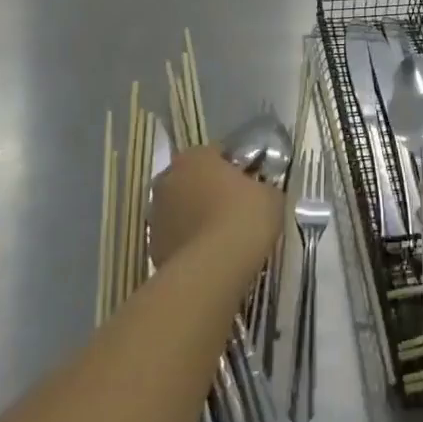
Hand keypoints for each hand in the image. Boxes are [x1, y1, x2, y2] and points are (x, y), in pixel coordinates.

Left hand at [149, 146, 281, 271]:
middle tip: (234, 210)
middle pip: (192, 180)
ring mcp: (155, 213)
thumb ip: (262, 186)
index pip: (216, 154)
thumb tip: (259, 192)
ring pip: (180, 209)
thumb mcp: (270, 195)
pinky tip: (209, 257)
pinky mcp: (152, 245)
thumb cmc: (244, 217)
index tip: (249, 185)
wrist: (214, 267)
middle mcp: (168, 178)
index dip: (234, 169)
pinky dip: (188, 243)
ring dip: (195, 217)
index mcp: (195, 156)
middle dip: (208, 191)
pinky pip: (175, 237)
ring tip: (221, 238)